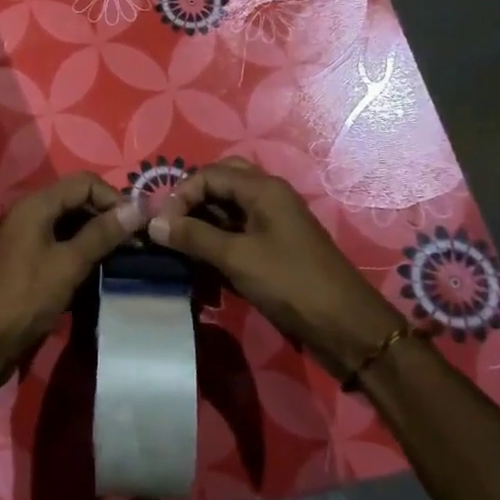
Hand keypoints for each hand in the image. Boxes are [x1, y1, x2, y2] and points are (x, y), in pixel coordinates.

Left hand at [0, 172, 144, 376]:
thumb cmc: (24, 298)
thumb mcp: (68, 264)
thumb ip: (102, 234)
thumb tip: (138, 208)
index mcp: (35, 205)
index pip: (84, 182)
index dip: (113, 198)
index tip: (137, 226)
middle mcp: (28, 215)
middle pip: (76, 201)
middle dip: (106, 217)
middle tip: (134, 244)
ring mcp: (24, 240)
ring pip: (68, 226)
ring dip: (95, 237)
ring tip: (122, 259)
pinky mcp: (24, 264)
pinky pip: (58, 247)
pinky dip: (78, 254)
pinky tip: (97, 274)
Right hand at [147, 158, 402, 374]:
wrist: (346, 325)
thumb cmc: (291, 283)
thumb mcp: (237, 258)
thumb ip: (194, 237)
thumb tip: (153, 223)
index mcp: (262, 188)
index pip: (209, 174)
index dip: (180, 195)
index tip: (161, 225)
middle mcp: (269, 195)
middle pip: (221, 181)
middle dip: (193, 199)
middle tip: (173, 225)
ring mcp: (275, 219)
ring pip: (230, 205)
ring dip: (204, 218)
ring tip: (183, 243)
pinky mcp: (277, 243)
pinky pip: (240, 227)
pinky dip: (219, 236)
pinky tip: (205, 257)